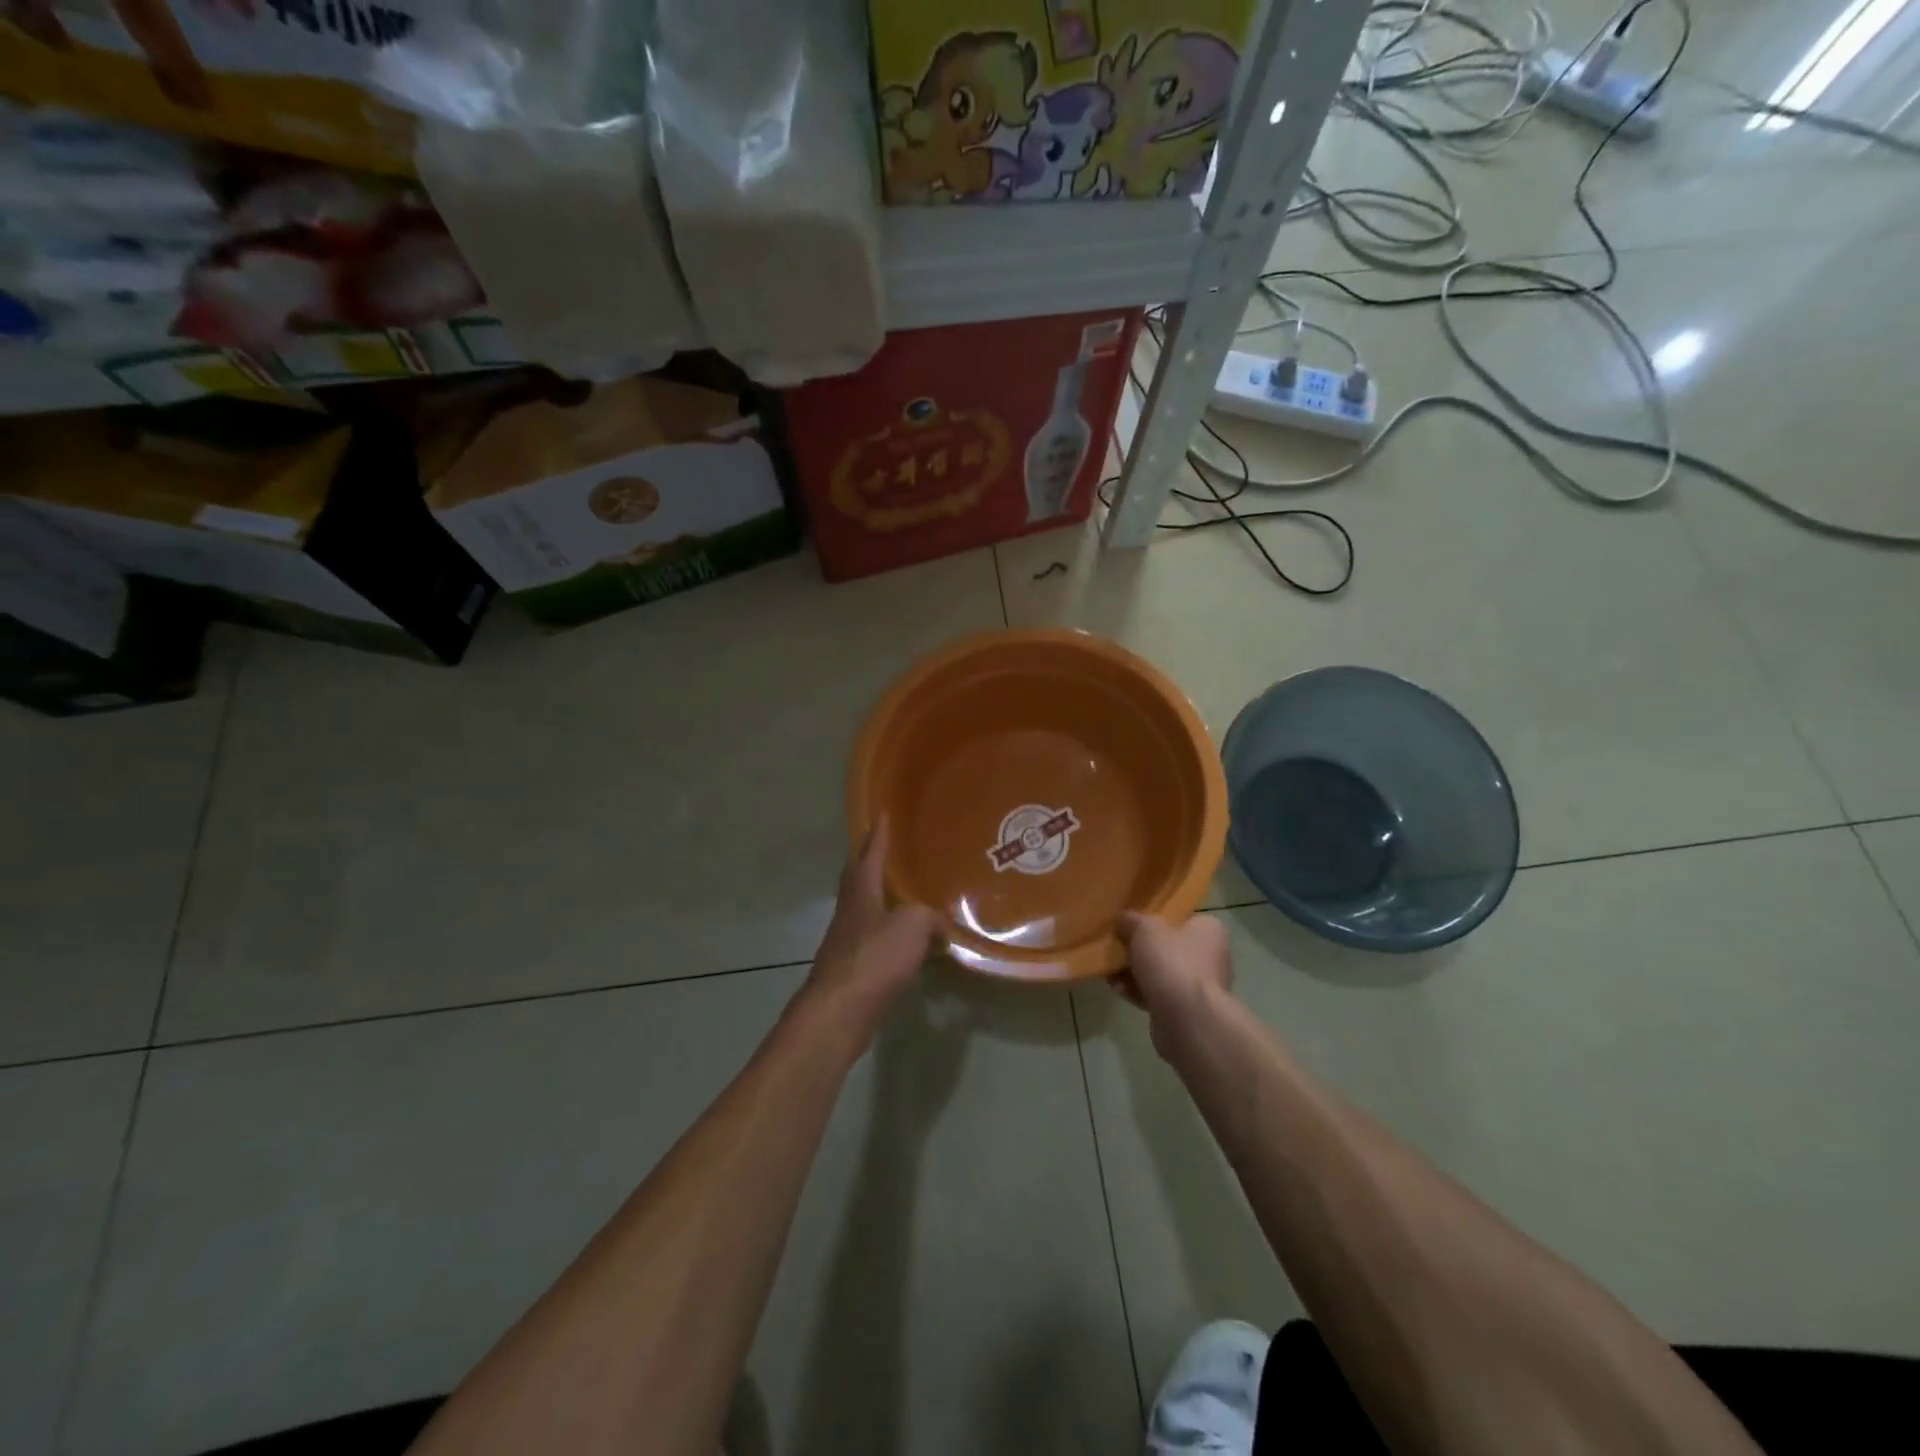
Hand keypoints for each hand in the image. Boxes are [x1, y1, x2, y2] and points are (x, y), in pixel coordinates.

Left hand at [801, 819, 938, 1046]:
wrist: (840, 1012)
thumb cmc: (874, 958)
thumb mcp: (912, 925)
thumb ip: (929, 917)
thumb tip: (939, 924)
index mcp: (860, 892)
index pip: (869, 854)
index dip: (877, 835)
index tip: (882, 814)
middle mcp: (849, 912)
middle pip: (858, 880)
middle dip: (870, 864)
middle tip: (888, 851)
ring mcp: (847, 942)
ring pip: (866, 912)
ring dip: (882, 901)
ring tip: (905, 896)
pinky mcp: (852, 971)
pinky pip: (875, 943)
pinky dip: (891, 936)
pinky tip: (908, 944)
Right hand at [1112, 913, 1232, 1057]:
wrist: (1186, 1019)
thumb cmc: (1172, 962)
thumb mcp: (1145, 928)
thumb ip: (1132, 920)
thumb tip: (1123, 920)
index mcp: (1209, 931)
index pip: (1184, 918)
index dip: (1158, 918)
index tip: (1134, 922)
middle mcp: (1211, 958)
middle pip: (1170, 947)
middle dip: (1142, 949)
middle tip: (1118, 946)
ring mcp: (1199, 988)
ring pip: (1161, 974)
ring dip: (1135, 972)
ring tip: (1110, 970)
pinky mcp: (1186, 1012)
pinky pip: (1157, 996)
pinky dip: (1138, 992)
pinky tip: (1117, 988)